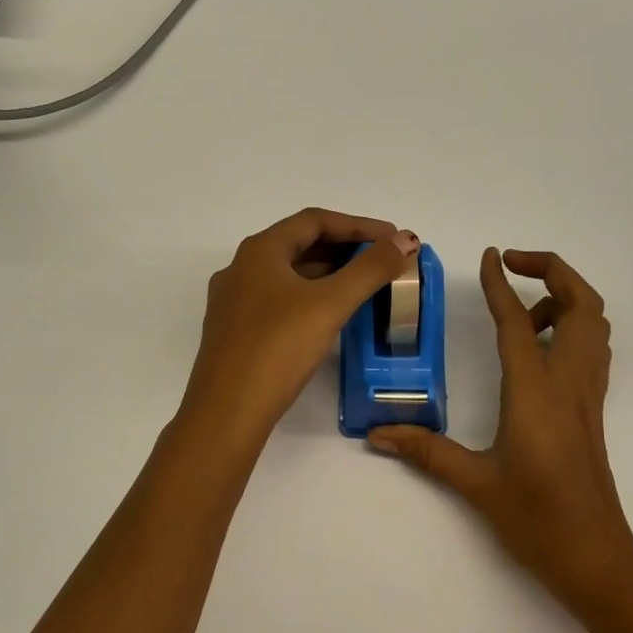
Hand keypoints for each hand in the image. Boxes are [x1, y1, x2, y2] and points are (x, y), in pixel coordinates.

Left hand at [179, 208, 421, 446]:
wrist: (226, 412)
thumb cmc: (278, 348)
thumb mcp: (330, 304)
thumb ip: (371, 269)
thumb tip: (405, 239)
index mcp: (259, 251)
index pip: (314, 220)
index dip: (358, 225)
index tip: (392, 238)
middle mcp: (242, 268)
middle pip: (300, 244)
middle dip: (345, 248)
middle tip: (383, 261)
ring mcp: (235, 301)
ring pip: (288, 274)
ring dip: (328, 273)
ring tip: (365, 285)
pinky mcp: (236, 331)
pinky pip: (279, 300)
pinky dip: (310, 297)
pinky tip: (330, 314)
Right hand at [371, 248, 632, 609]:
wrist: (596, 557)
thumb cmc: (536, 518)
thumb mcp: (475, 482)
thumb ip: (426, 451)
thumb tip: (377, 434)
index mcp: (535, 390)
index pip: (518, 321)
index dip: (501, 284)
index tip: (489, 256)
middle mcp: (568, 381)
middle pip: (583, 304)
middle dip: (553, 271)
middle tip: (513, 267)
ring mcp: (587, 394)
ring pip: (595, 324)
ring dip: (566, 298)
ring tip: (523, 309)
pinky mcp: (592, 409)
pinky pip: (591, 349)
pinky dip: (573, 326)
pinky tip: (538, 348)